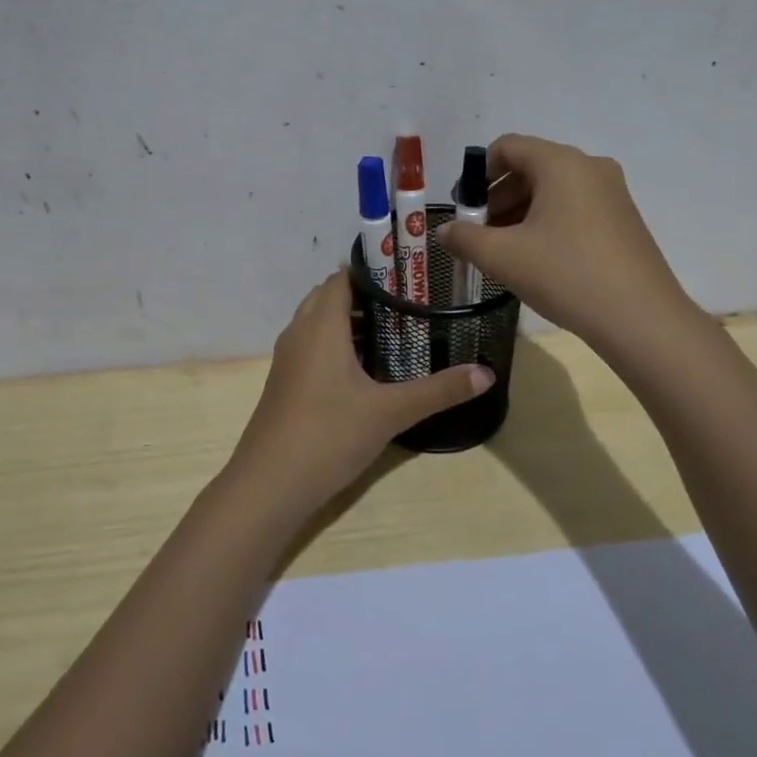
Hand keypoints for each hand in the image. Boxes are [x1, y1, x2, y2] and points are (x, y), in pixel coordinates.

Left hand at [227, 270, 492, 515]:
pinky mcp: (286, 383)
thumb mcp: (390, 412)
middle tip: (410, 302)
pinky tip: (366, 368)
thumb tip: (487, 373)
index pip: (342, 277)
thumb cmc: (328, 435)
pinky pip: (313, 346)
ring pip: (319, 323)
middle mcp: (300, 333)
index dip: (374, 271)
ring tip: (396, 330)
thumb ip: (438, 390)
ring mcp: (289, 359)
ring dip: (351, 321)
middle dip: (366, 295)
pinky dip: (337, 344)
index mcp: (321, 326)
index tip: (410, 275)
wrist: (269, 485)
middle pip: (330, 296)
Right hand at [437, 134, 689, 354]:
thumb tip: (444, 231)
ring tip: (505, 251)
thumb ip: (465, 238)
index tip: (464, 209)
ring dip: (521, 212)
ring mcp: (612, 193)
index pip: (507, 147)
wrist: (641, 319)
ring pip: (553, 190)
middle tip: (480, 234)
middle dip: (497, 197)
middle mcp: (589, 167)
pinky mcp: (624, 219)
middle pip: (530, 167)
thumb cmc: (566, 275)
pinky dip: (548, 223)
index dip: (477, 174)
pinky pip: (574, 207)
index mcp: (561, 163)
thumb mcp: (502, 257)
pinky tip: (538, 260)